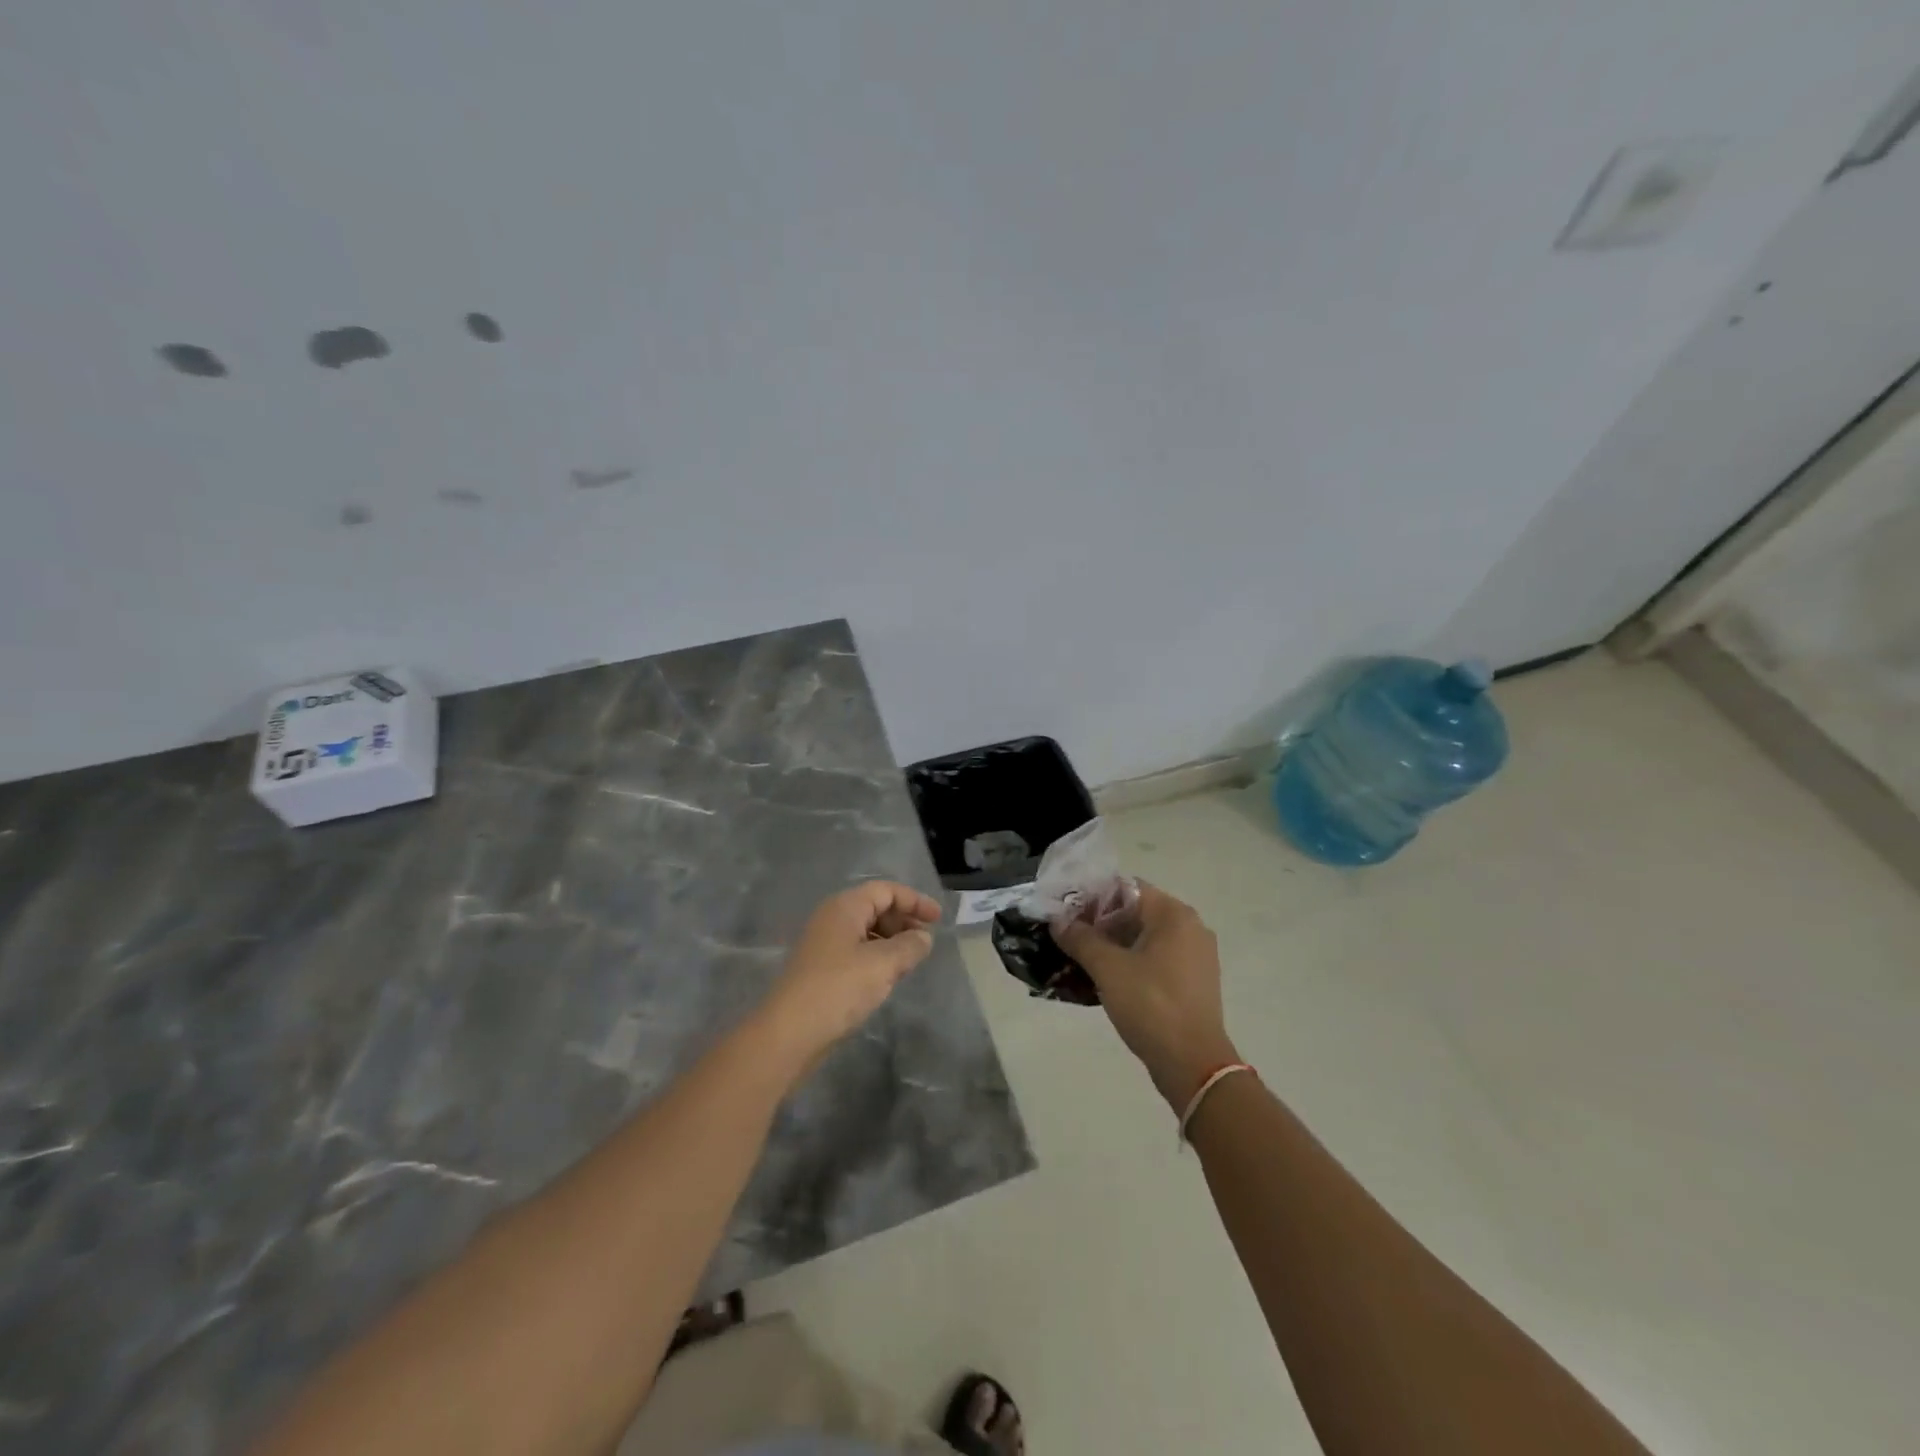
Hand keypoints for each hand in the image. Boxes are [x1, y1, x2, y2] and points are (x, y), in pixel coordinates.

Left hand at [756, 881, 940, 1071]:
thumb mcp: (883, 964)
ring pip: (866, 930)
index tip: (938, 919)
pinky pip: (857, 950)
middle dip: (903, 919)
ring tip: (911, 960)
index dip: (914, 900)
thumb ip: (909, 946)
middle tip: (926, 940)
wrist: (789, 1032)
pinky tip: (888, 976)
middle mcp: (832, 918)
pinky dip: (877, 956)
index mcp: (845, 907)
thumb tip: (923, 937)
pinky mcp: (821, 969)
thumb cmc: (838, 988)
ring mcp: (824, 944)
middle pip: (874, 906)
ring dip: (891, 939)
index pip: (886, 890)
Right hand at [1053, 883, 1237, 1108]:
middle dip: (1100, 923)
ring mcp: (1195, 956)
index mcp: (1174, 914)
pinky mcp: (1192, 981)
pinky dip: (1130, 963)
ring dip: (1112, 945)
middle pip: (1135, 912)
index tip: (1065, 914)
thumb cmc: (1151, 1005)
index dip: (1092, 898)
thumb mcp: (1108, 968)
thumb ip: (1080, 938)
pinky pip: (1155, 959)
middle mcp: (1190, 927)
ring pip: (1144, 938)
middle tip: (1067, 937)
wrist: (1193, 1064)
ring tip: (1080, 959)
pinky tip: (1105, 979)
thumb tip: (1057, 920)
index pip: (1126, 888)